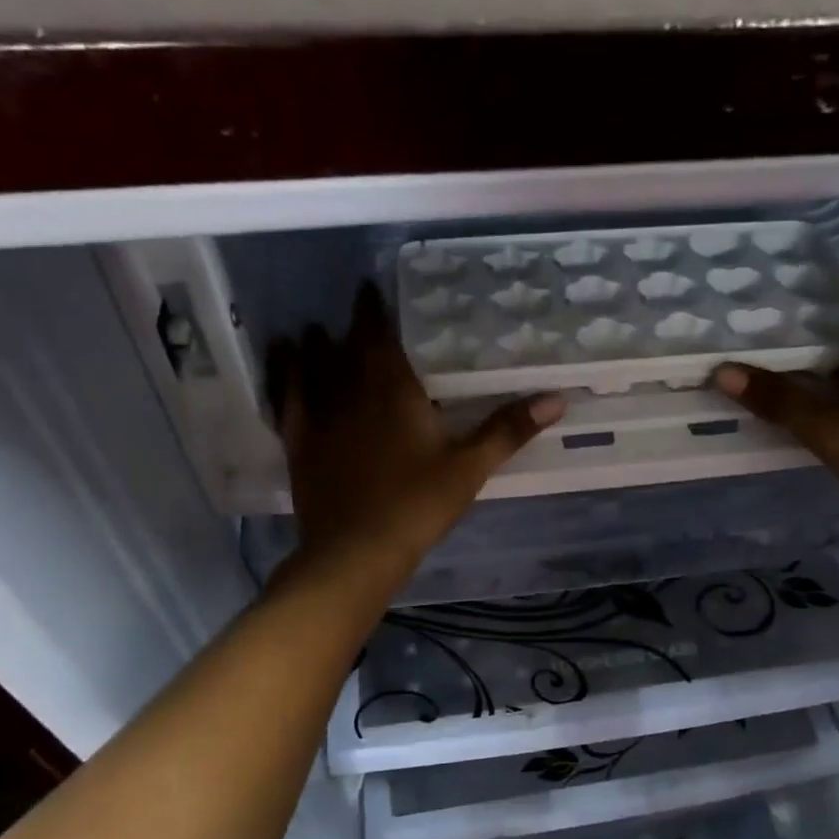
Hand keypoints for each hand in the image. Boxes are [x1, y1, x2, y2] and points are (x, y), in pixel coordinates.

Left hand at [269, 284, 564, 580]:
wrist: (358, 550)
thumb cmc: (418, 505)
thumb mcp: (470, 467)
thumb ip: (509, 429)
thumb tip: (557, 398)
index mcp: (394, 391)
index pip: (380, 336)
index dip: (374, 310)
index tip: (370, 288)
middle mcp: (352, 393)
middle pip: (346, 348)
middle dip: (350, 325)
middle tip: (351, 307)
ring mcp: (321, 419)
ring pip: (312, 369)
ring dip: (312, 346)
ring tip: (310, 330)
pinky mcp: (300, 446)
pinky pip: (288, 402)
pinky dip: (284, 381)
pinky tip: (281, 371)